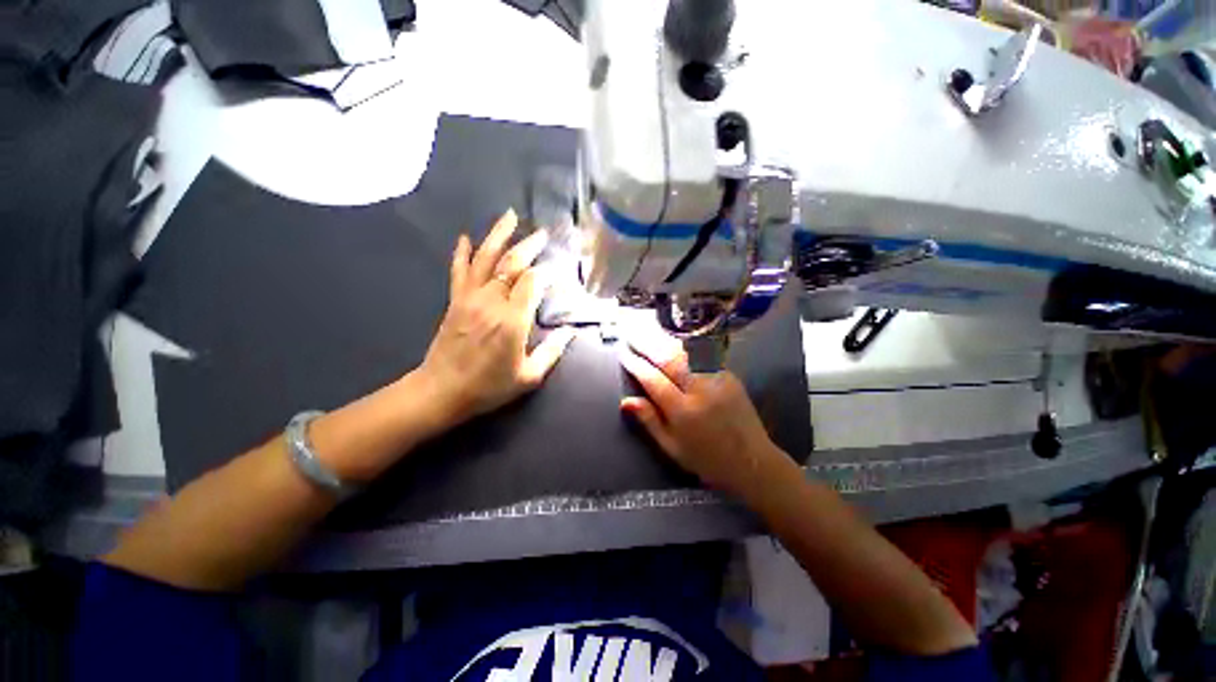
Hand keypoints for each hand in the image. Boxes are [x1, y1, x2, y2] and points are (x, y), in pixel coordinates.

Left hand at [421, 210, 574, 425]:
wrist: (442, 391)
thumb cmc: (489, 387)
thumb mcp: (529, 376)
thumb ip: (553, 352)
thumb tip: (571, 332)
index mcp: (513, 321)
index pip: (532, 282)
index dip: (546, 271)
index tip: (557, 267)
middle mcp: (492, 302)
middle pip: (511, 264)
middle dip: (529, 246)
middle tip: (542, 233)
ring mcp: (470, 298)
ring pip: (485, 258)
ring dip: (498, 236)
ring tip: (510, 216)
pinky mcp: (455, 301)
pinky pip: (459, 271)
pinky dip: (461, 253)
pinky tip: (465, 238)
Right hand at [618, 333, 789, 500]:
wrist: (752, 461)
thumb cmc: (706, 459)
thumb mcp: (672, 447)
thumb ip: (649, 420)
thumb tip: (626, 401)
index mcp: (683, 412)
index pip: (654, 380)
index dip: (636, 366)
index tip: (624, 354)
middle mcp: (700, 390)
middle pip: (669, 360)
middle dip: (647, 345)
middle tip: (632, 336)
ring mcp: (717, 380)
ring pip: (686, 353)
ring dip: (664, 341)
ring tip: (648, 333)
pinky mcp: (729, 376)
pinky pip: (703, 356)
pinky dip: (685, 346)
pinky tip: (674, 341)